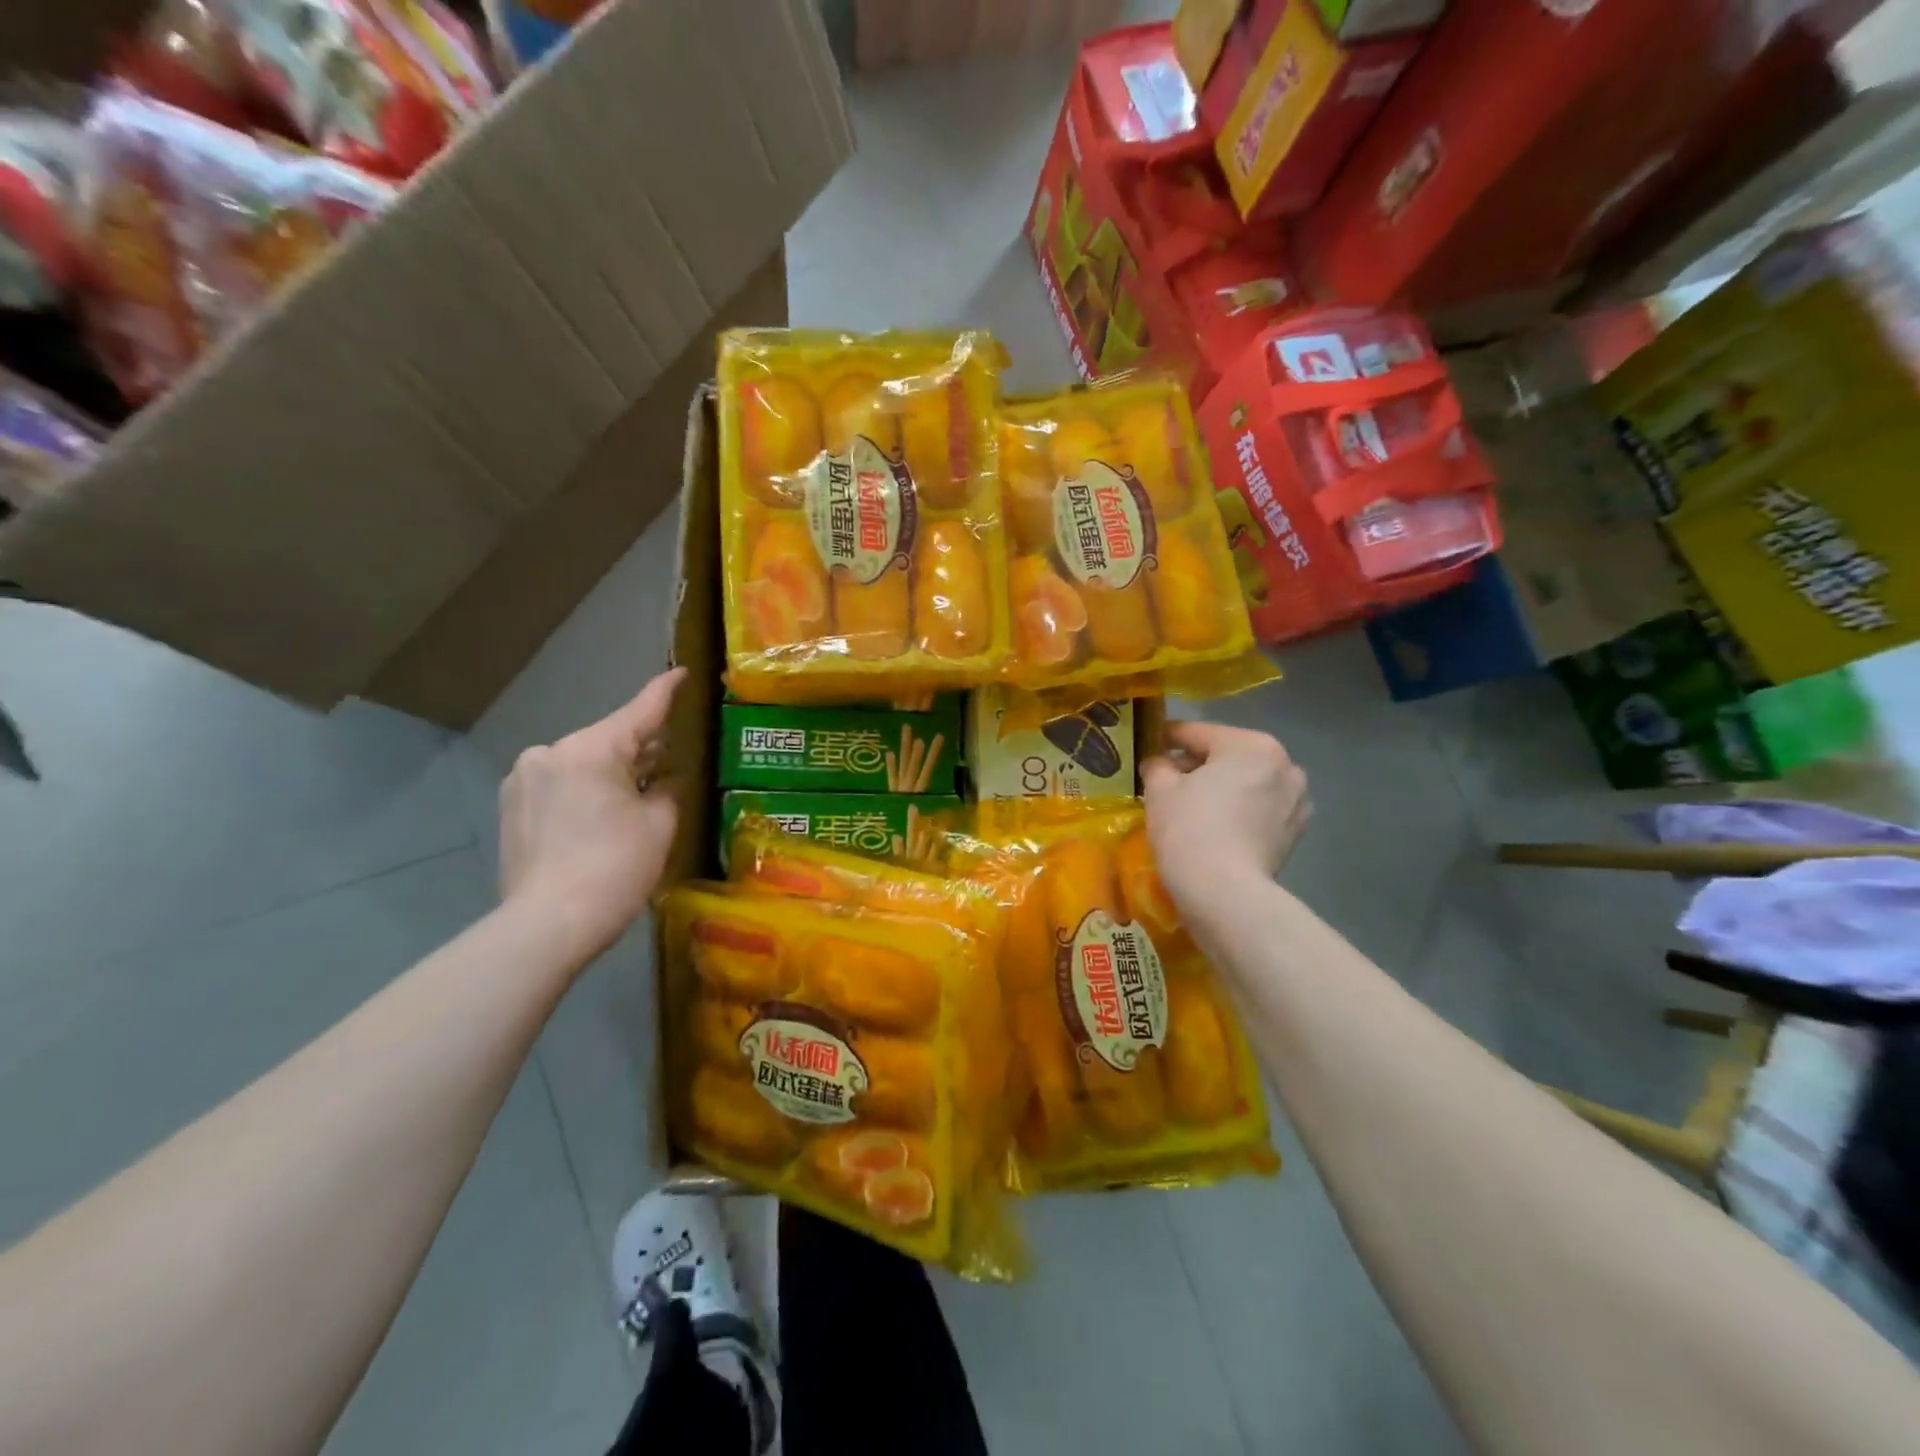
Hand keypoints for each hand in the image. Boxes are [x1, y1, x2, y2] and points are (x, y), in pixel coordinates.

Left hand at [499, 668, 685, 958]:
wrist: (548, 924)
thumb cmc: (616, 868)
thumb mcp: (660, 824)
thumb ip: (666, 789)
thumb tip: (661, 779)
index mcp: (591, 749)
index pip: (639, 711)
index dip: (665, 692)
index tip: (682, 672)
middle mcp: (550, 752)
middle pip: (608, 740)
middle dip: (638, 748)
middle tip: (669, 760)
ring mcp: (524, 779)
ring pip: (581, 763)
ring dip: (609, 773)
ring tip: (634, 798)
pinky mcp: (511, 806)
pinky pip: (559, 784)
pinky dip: (584, 791)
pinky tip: (600, 818)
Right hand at [1141, 720, 1310, 906]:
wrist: (1224, 893)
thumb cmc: (1189, 829)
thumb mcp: (1160, 789)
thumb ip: (1158, 765)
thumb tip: (1159, 763)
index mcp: (1252, 745)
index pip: (1199, 733)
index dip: (1168, 737)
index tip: (1149, 744)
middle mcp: (1285, 765)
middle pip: (1228, 757)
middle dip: (1198, 766)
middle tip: (1166, 781)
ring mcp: (1296, 801)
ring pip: (1247, 784)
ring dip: (1222, 789)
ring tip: (1192, 807)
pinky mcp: (1295, 834)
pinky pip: (1259, 811)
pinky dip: (1239, 813)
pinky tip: (1216, 828)